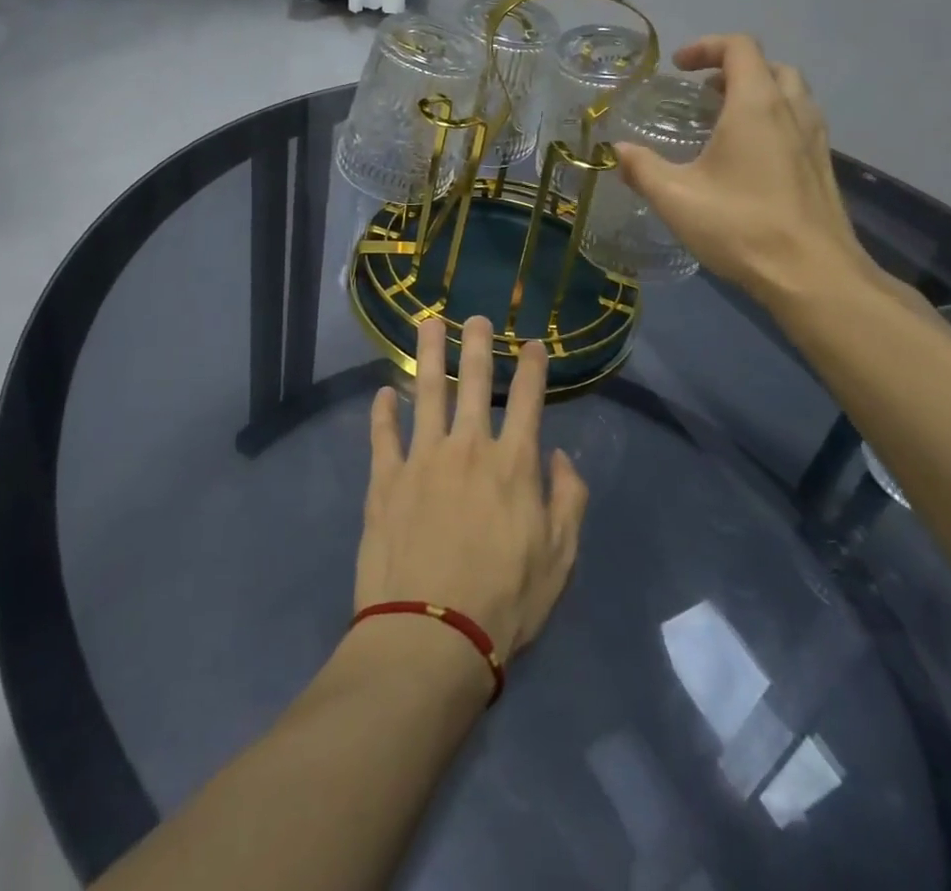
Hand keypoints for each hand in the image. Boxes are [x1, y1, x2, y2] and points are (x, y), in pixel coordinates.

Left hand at [354, 316, 587, 664]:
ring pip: (427, 392)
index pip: (527, 400)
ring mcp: (422, 459)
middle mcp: (468, 448)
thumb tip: (560, 457)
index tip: (532, 343)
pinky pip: (383, 435)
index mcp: (513, 464)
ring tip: (428, 323)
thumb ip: (568, 500)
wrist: (432, 635)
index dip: (532, 367)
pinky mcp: (385, 480)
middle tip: (475, 316)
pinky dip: (382, 412)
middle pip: (474, 382)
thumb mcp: (560, 558)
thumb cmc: (506, 601)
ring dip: (428, 354)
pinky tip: (383, 393)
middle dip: (477, 344)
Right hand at [613, 35, 880, 309]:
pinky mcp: (822, 166)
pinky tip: (749, 158)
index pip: (739, 48)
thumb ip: (642, 168)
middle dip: (732, 69)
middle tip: (702, 94)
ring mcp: (814, 139)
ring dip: (757, 93)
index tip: (678, 68)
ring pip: (790, 93)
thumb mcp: (676, 198)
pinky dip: (773, 120)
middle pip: (769, 66)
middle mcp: (791, 111)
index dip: (706, 47)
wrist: (812, 274)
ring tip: (724, 122)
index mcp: (756, 106)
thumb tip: (616, 150)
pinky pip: (799, 122)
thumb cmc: (741, 226)